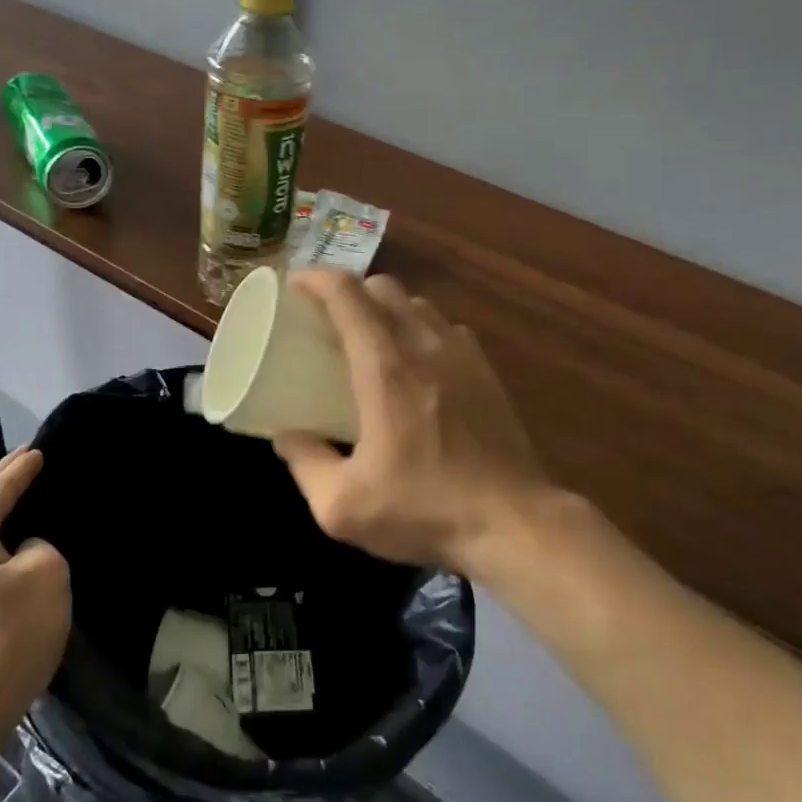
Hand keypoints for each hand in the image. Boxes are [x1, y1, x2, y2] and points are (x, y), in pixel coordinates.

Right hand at [273, 271, 550, 576]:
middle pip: (383, 288)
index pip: (347, 294)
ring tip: (368, 338)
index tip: (295, 283)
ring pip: (418, 303)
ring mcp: (462, 354)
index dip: (317, 278)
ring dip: (386, 308)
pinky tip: (415, 362)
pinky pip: (446, 327)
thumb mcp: (342, 505)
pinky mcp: (486, 371)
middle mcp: (424, 345)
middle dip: (349, 291)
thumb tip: (287, 435)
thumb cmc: (424, 510)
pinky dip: (420, 328)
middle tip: (326, 318)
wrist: (514, 523)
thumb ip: (305, 463)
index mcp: (384, 367)